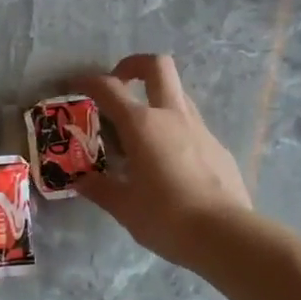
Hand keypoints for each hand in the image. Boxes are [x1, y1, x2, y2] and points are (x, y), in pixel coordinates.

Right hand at [72, 54, 251, 266]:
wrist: (225, 234)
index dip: (88, 81)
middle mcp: (172, 116)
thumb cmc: (166, 218)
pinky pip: (192, 126)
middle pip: (157, 66)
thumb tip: (81, 181)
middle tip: (120, 83)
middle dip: (134, 65)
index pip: (109, 88)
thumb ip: (100, 189)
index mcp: (142, 125)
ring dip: (157, 99)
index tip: (75, 85)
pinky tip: (170, 162)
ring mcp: (200, 129)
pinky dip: (175, 131)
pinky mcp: (218, 147)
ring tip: (141, 130)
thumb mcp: (124, 207)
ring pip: (178, 94)